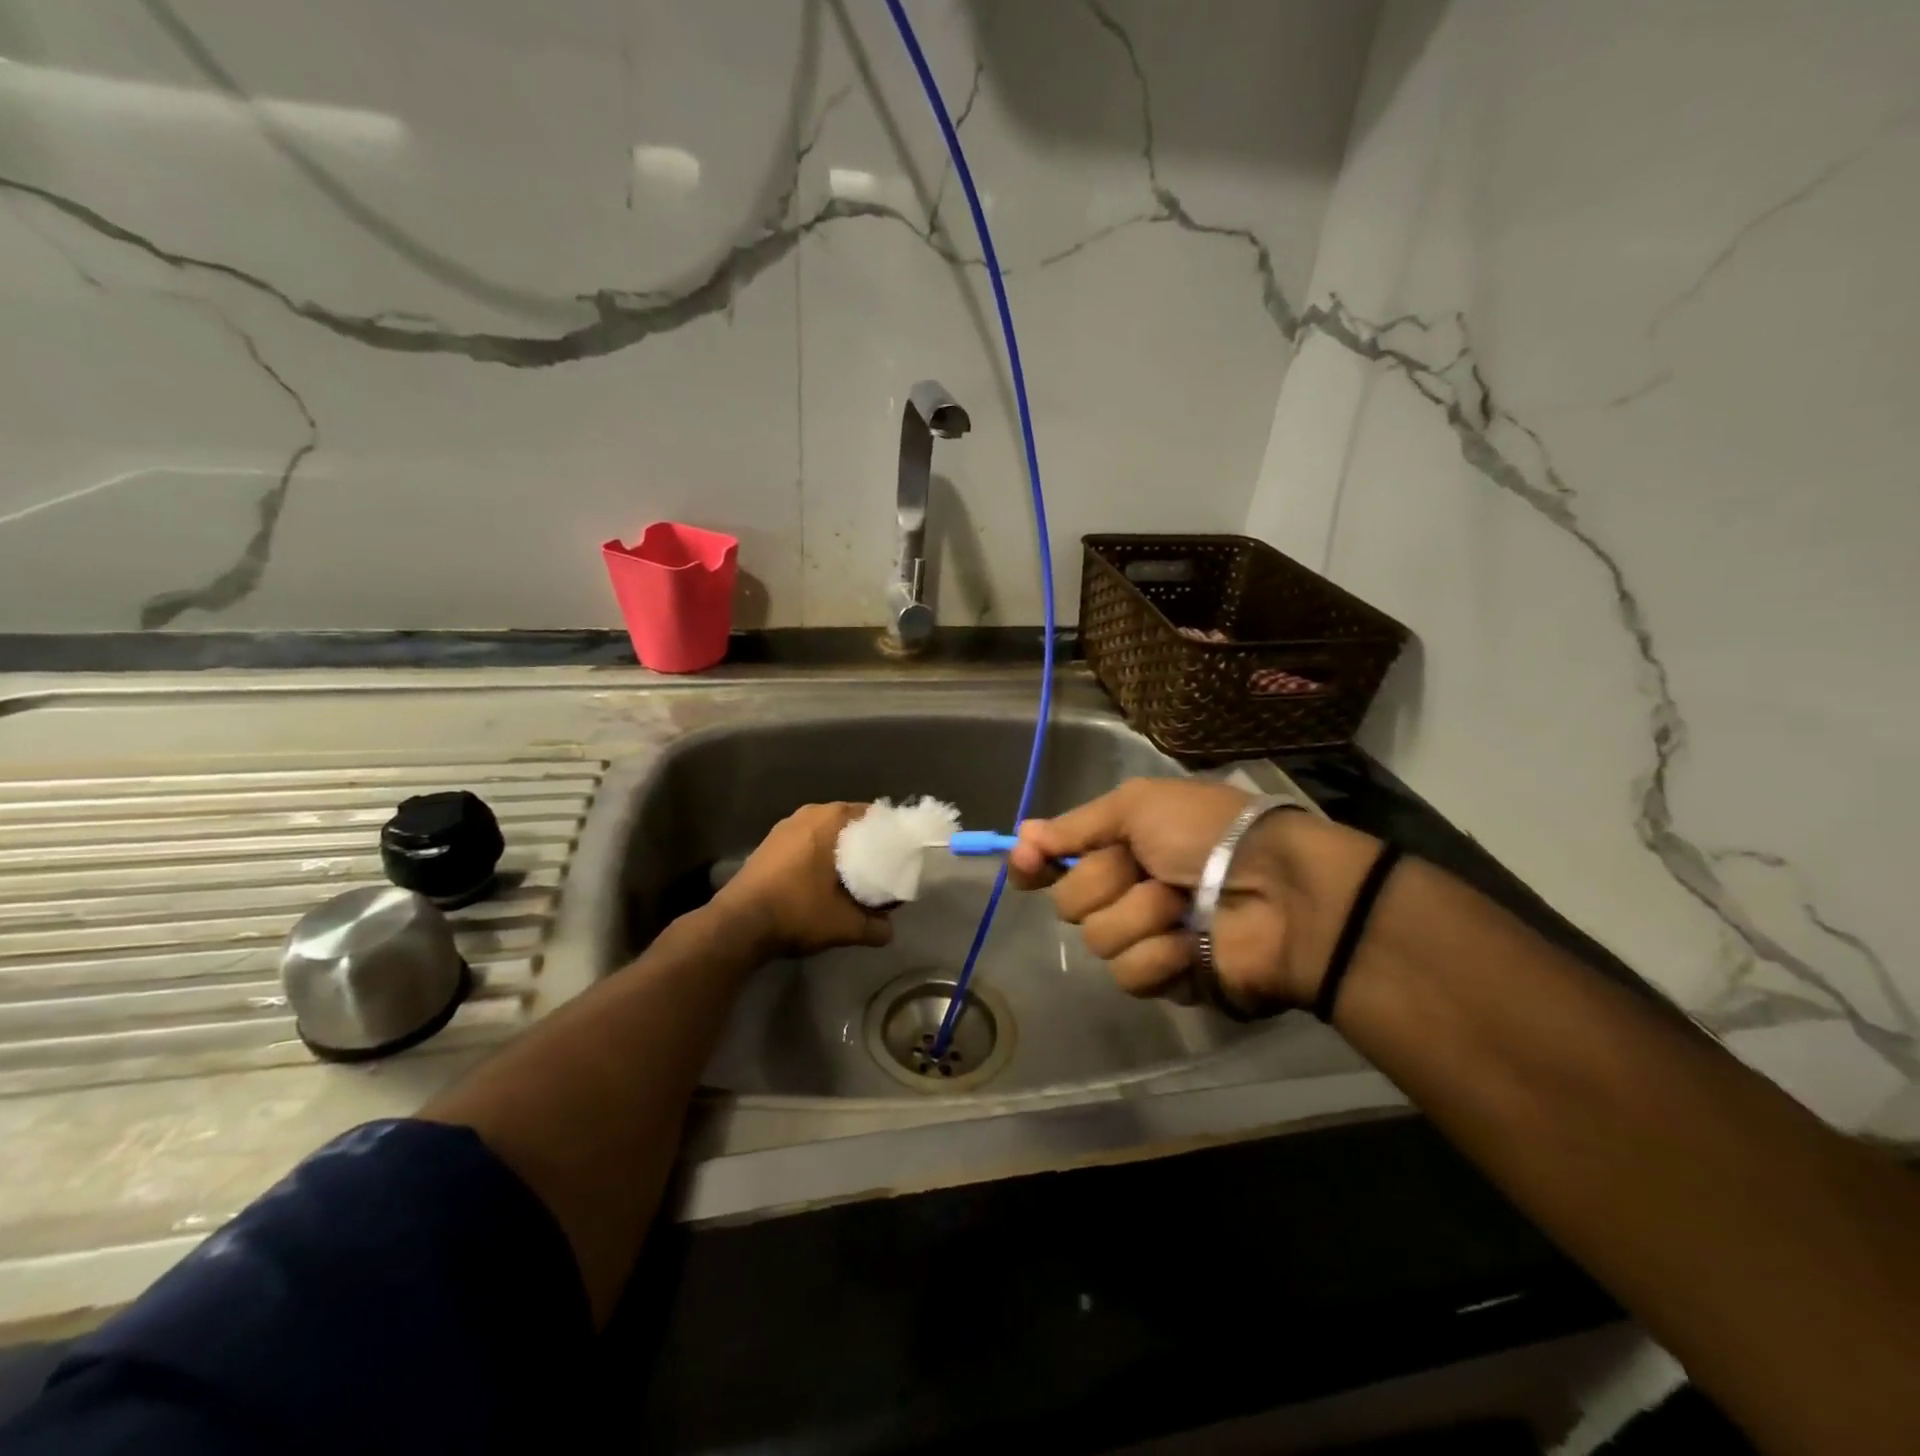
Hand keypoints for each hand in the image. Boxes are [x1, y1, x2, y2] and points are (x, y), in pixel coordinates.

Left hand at [714, 803, 893, 956]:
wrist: (737, 925)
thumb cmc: (798, 911)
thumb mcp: (845, 924)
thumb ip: (875, 926)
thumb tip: (889, 931)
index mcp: (831, 819)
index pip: (874, 815)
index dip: (891, 835)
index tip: (901, 855)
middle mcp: (808, 813)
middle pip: (849, 822)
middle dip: (867, 843)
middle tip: (883, 867)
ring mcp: (784, 827)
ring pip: (825, 832)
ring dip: (841, 849)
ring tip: (856, 875)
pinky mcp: (769, 844)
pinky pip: (806, 841)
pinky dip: (819, 855)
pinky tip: (824, 880)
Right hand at [1008, 779, 1376, 1010]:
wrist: (1278, 889)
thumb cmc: (1207, 833)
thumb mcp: (1137, 806)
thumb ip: (1076, 826)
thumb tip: (1021, 835)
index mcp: (1119, 846)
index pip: (1055, 861)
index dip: (1033, 864)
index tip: (1026, 862)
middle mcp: (1124, 890)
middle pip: (1070, 901)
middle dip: (1106, 882)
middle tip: (1146, 869)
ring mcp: (1144, 937)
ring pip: (1097, 938)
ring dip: (1139, 916)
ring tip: (1182, 906)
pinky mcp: (1165, 979)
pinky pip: (1129, 973)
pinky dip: (1159, 955)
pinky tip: (1191, 944)